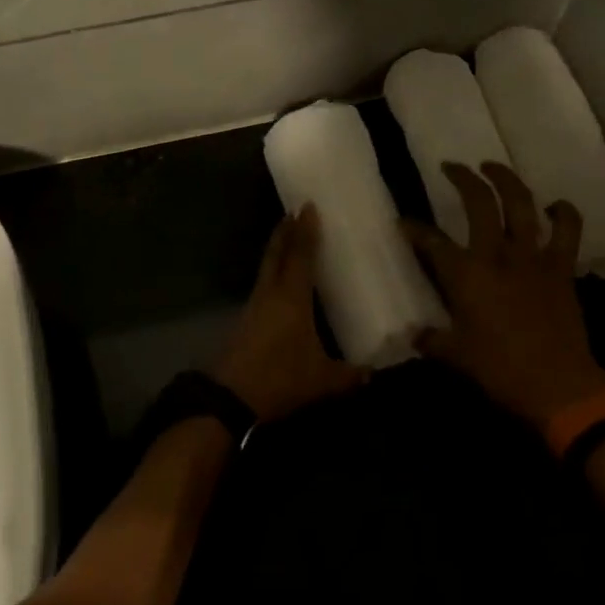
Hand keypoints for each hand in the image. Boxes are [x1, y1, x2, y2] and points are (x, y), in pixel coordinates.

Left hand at [214, 206, 363, 423]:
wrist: (231, 397)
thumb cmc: (280, 379)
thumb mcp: (322, 380)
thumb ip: (350, 374)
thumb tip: (374, 373)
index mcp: (291, 297)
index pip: (300, 255)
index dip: (305, 231)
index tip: (308, 207)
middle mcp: (270, 293)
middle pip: (276, 254)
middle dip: (285, 232)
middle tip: (294, 213)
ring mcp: (254, 306)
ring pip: (267, 269)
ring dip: (278, 251)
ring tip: (291, 242)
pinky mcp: (246, 320)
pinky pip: (263, 286)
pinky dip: (273, 274)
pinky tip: (283, 284)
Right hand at [404, 162, 604, 440]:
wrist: (558, 384)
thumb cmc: (499, 370)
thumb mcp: (456, 356)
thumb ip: (433, 340)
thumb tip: (416, 335)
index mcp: (466, 275)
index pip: (431, 242)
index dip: (414, 229)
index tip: (403, 221)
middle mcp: (497, 255)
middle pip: (479, 203)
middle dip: (463, 179)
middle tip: (452, 167)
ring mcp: (532, 258)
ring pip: (521, 204)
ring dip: (507, 180)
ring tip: (493, 166)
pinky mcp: (561, 268)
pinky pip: (567, 231)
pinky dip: (563, 213)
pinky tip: (555, 206)